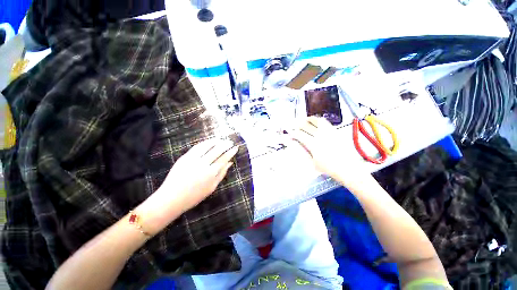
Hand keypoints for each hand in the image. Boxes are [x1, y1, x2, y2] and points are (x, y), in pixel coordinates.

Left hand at [138, 139, 238, 233]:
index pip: (224, 158)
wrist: (171, 198)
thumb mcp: (212, 187)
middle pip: (217, 150)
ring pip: (207, 146)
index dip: (231, 152)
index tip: (235, 147)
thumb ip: (222, 174)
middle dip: (225, 144)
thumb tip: (230, 163)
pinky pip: (197, 147)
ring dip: (216, 141)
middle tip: (230, 141)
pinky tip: (209, 141)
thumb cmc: (195, 196)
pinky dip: (205, 143)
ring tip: (221, 138)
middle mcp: (203, 164)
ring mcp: (193, 160)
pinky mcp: (185, 157)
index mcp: (211, 173)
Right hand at [290, 117, 368, 185]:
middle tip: (294, 126)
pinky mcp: (335, 132)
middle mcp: (320, 136)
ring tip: (304, 120)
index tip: (288, 133)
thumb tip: (294, 143)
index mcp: (314, 144)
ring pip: (316, 121)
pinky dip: (318, 120)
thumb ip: (303, 151)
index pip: (300, 135)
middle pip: (306, 126)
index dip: (292, 133)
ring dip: (308, 119)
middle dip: (298, 125)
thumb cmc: (328, 167)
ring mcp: (329, 132)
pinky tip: (316, 122)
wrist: (346, 167)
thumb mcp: (312, 162)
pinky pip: (325, 123)